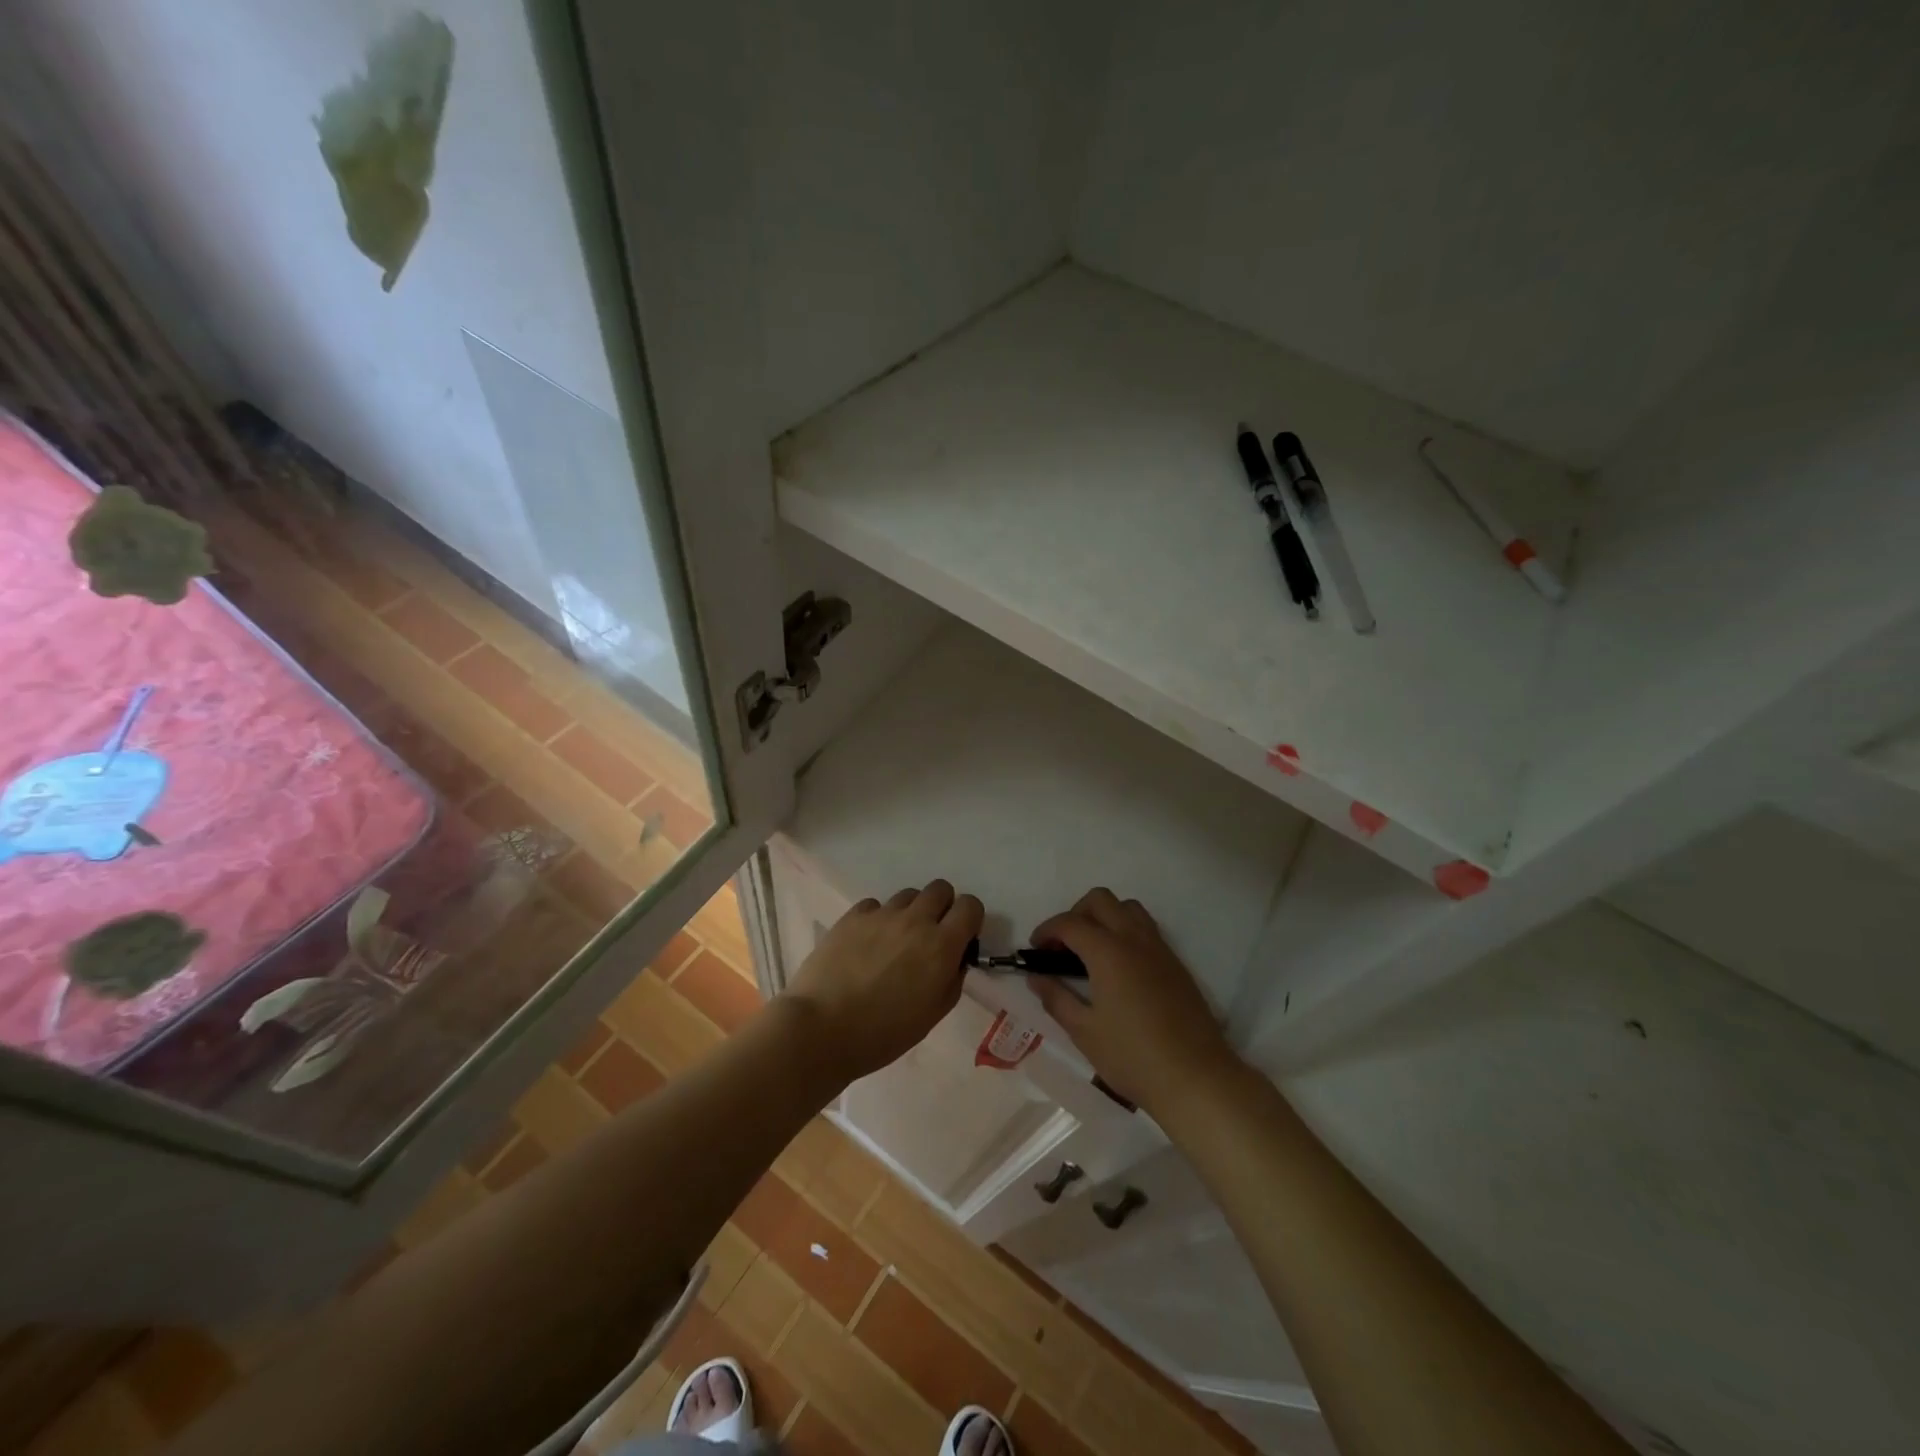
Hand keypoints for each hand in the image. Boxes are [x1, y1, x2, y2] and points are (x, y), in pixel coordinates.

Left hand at [784, 879, 982, 1082]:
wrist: (822, 1028)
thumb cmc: (883, 1032)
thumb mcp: (933, 1014)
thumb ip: (951, 979)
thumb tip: (954, 959)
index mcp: (941, 945)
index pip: (970, 906)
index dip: (970, 919)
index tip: (960, 938)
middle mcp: (915, 920)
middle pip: (940, 889)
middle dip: (942, 907)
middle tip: (930, 936)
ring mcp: (881, 915)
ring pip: (908, 895)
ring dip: (910, 912)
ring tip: (895, 942)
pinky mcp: (852, 916)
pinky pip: (875, 906)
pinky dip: (878, 919)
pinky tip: (867, 944)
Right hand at [1030, 888, 1234, 1116]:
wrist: (1196, 1078)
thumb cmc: (1132, 1057)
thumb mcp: (1084, 1031)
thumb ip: (1056, 998)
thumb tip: (1036, 977)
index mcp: (1108, 952)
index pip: (1070, 923)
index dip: (1047, 930)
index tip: (1034, 950)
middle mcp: (1134, 939)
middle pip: (1100, 900)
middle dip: (1075, 914)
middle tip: (1063, 946)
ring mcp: (1159, 948)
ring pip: (1128, 908)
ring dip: (1104, 917)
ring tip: (1091, 950)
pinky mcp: (1176, 963)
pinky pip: (1146, 928)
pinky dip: (1125, 931)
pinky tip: (1119, 968)